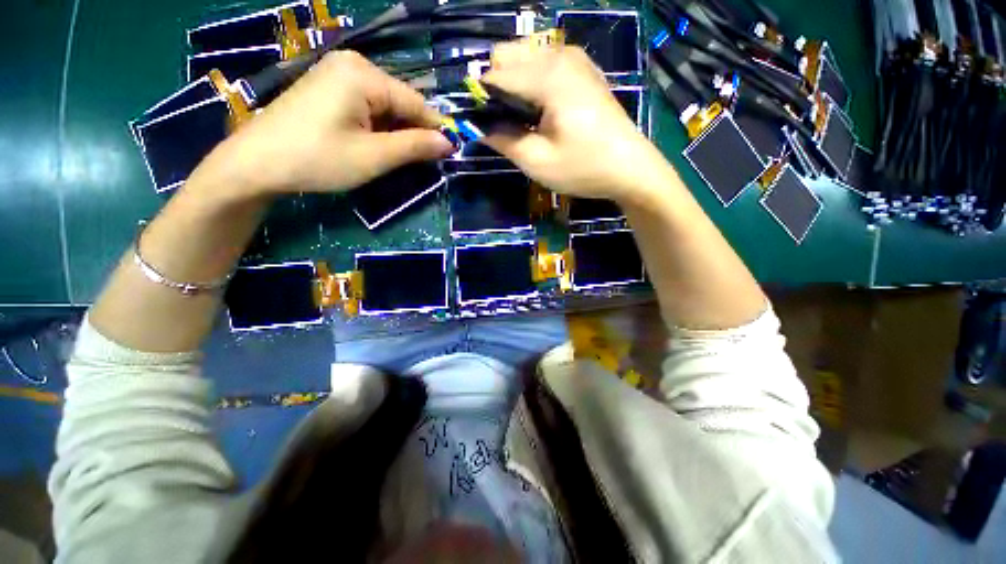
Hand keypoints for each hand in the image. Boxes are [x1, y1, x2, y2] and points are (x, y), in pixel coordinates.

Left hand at [191, 51, 454, 196]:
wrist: (257, 163)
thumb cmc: (318, 159)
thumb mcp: (374, 157)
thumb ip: (415, 147)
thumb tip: (449, 143)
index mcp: (364, 75)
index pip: (416, 103)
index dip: (435, 130)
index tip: (451, 154)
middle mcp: (352, 65)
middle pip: (400, 102)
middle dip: (413, 132)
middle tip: (419, 163)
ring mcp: (337, 74)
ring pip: (385, 106)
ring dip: (396, 132)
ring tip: (394, 158)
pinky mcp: (329, 87)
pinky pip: (367, 106)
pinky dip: (378, 127)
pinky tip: (374, 146)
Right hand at [482, 42, 669, 203]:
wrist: (630, 168)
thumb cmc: (583, 168)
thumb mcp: (536, 161)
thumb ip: (502, 140)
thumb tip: (477, 127)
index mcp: (547, 75)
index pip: (494, 73)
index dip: (480, 99)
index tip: (480, 125)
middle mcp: (559, 54)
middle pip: (506, 53)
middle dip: (495, 86)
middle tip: (505, 124)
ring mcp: (574, 58)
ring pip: (524, 55)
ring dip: (512, 83)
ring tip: (522, 119)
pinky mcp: (582, 69)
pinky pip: (543, 62)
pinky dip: (531, 81)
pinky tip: (540, 110)